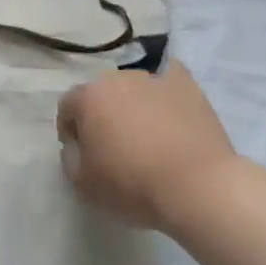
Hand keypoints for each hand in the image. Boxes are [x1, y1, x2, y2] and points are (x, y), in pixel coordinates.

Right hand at [56, 59, 237, 230]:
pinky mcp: (185, 84)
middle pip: (101, 94)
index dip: (71, 132)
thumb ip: (70, 158)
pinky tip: (172, 114)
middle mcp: (116, 78)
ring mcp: (153, 78)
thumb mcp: (83, 184)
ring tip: (151, 137)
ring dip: (134, 106)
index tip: (84, 156)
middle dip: (103, 115)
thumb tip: (76, 145)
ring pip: (134, 89)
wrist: (198, 186)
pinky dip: (166, 95)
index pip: (67, 107)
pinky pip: (168, 81)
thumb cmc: (134, 185)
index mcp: (88, 98)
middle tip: (116, 146)